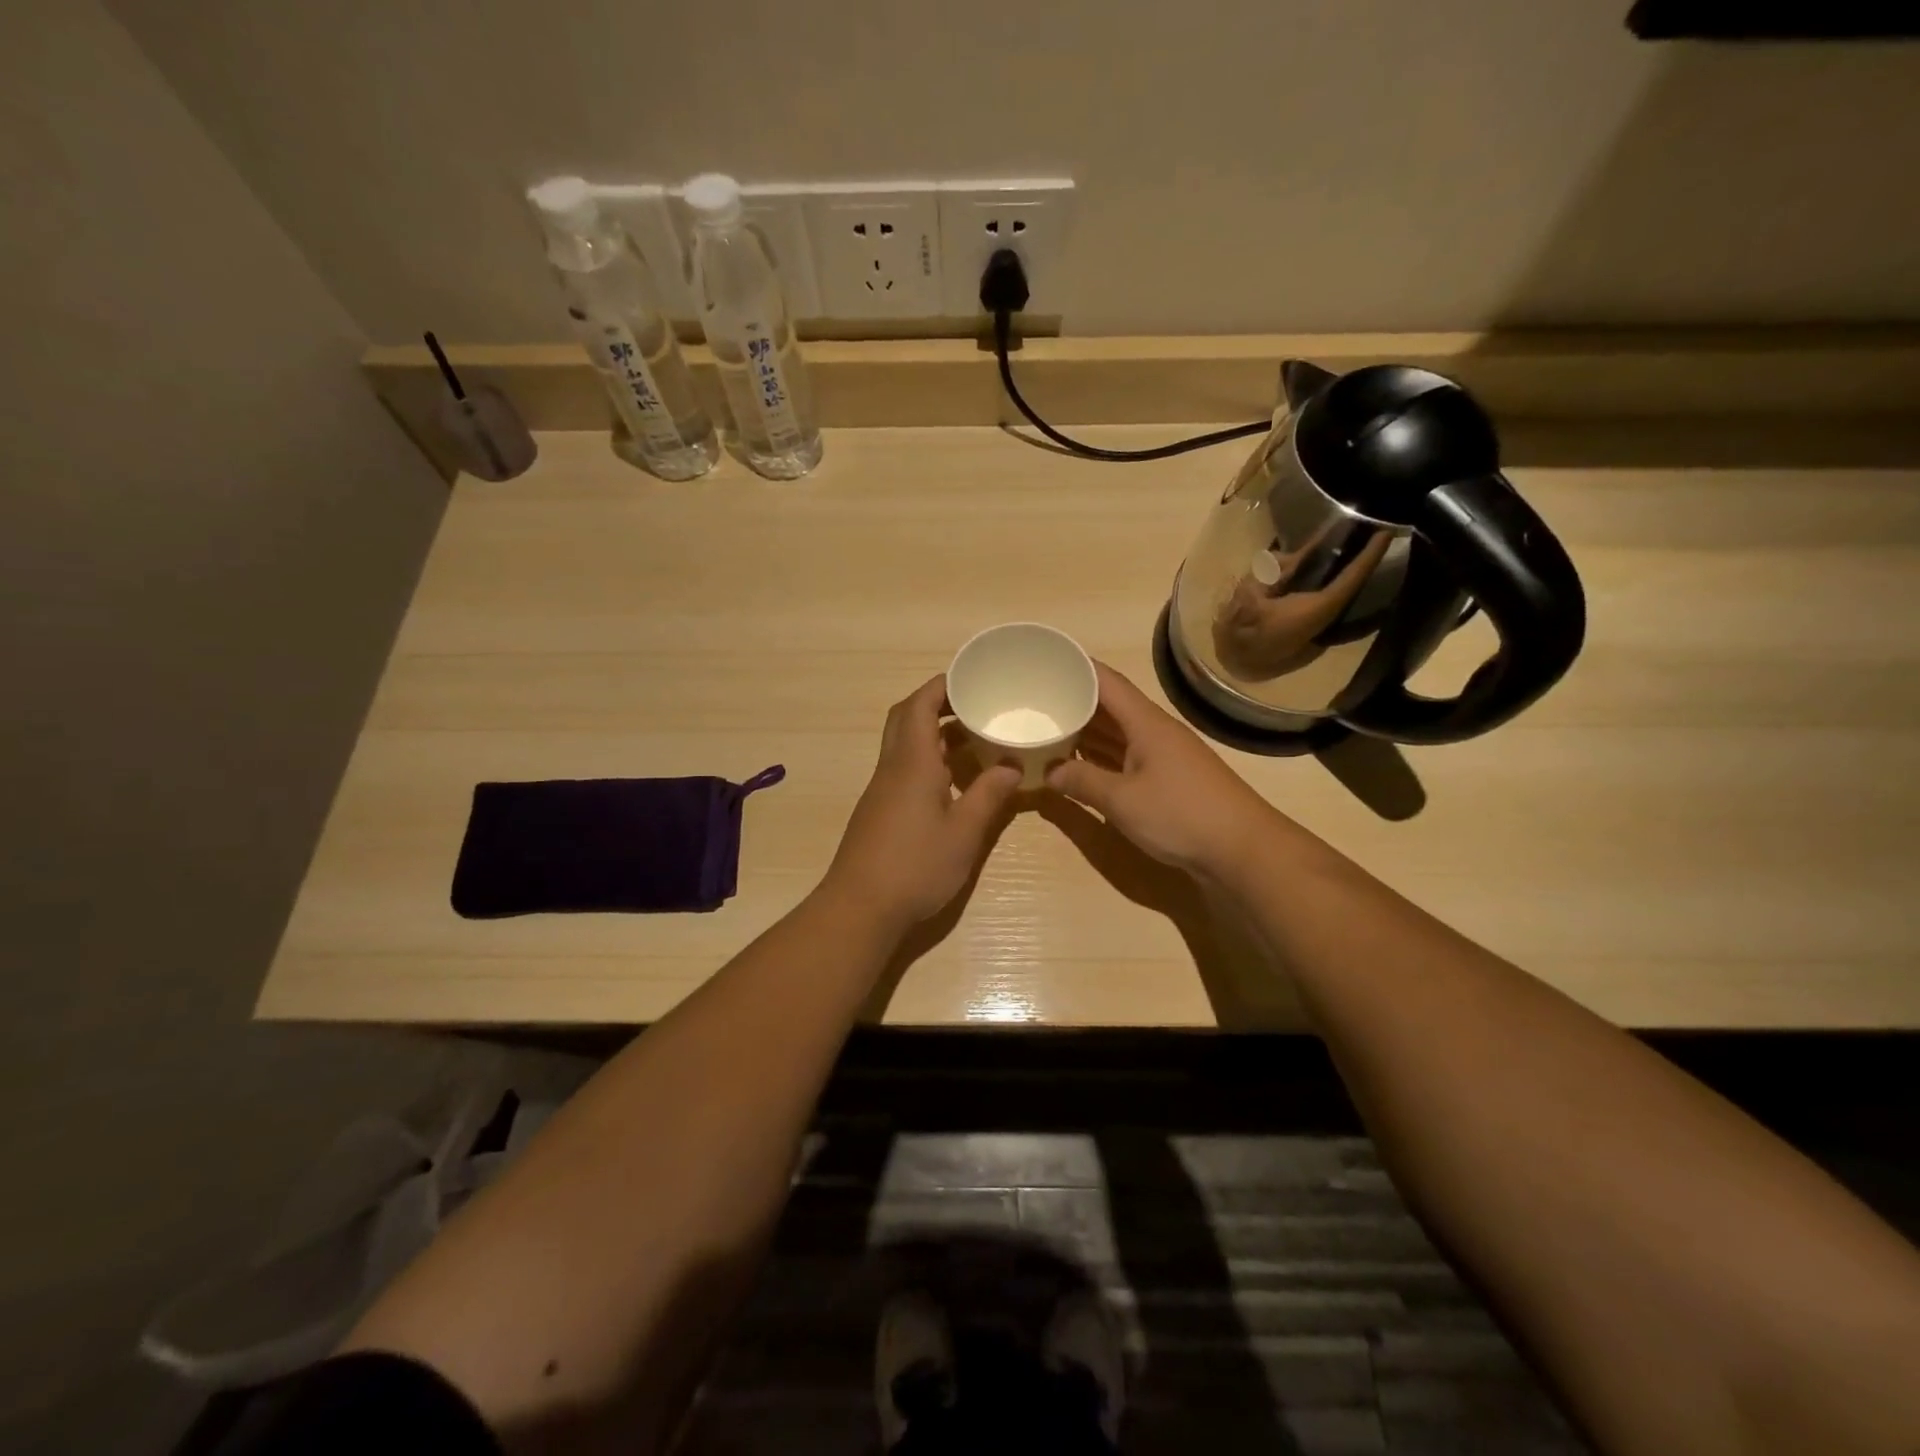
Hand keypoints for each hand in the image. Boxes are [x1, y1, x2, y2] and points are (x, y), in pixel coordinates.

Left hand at [822, 676, 1020, 931]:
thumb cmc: (915, 866)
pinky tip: (955, 779)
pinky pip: (904, 767)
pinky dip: (929, 759)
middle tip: (973, 705)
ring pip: (905, 743)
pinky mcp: (880, 809)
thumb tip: (1012, 765)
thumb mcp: (963, 832)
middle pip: (907, 717)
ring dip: (934, 733)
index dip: (942, 686)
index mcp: (912, 762)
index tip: (971, 678)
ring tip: (975, 738)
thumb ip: (989, 795)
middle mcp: (892, 767)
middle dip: (937, 703)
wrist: (860, 907)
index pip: (920, 705)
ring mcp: (882, 789)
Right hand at [1046, 661, 1275, 874]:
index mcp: (1146, 723)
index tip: (1046, 661)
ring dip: (1087, 730)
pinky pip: (1127, 756)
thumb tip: (1050, 771)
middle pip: (1111, 706)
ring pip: (1118, 733)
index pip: (1107, 682)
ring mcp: (1164, 756)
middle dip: (1075, 700)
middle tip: (1037, 699)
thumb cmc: (1181, 814)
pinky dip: (1102, 756)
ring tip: (1049, 727)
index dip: (1077, 667)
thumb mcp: (1123, 800)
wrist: (1242, 849)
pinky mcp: (1168, 780)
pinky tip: (1081, 764)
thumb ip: (1083, 782)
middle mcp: (1155, 732)